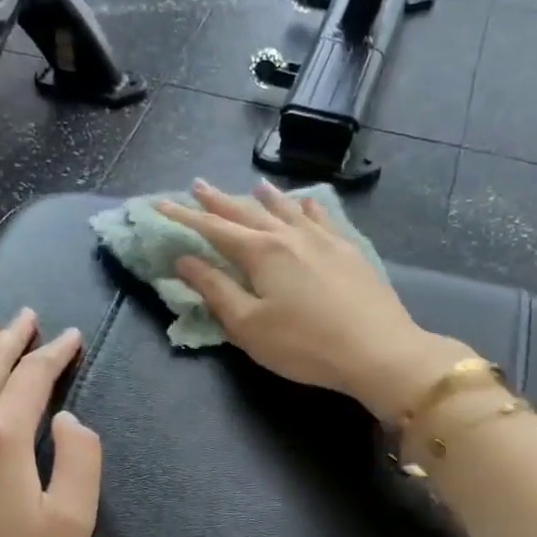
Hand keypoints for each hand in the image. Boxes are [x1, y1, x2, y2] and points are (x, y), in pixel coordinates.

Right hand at [155, 180, 474, 419]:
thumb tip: (184, 259)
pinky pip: (320, 217)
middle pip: (247, 211)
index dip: (183, 216)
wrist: (377, 351)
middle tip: (197, 185)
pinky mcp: (348, 250)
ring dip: (263, 197)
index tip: (159, 203)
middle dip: (218, 200)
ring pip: (285, 209)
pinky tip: (304, 203)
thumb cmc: (303, 344)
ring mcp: (323, 239)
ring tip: (252, 186)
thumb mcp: (248, 325)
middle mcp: (289, 235)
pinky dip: (304, 207)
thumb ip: (215, 289)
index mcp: (261, 252)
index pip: (213, 228)